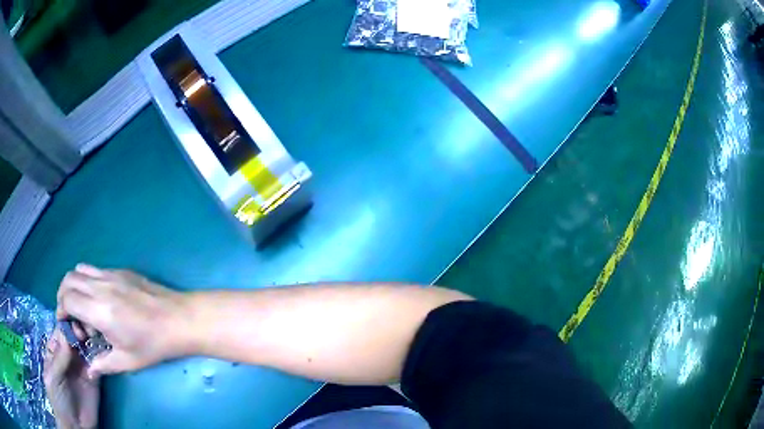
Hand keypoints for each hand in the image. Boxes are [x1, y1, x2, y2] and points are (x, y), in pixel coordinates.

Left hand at [44, 328, 98, 428]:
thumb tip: (66, 334)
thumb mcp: (53, 378)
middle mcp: (67, 355)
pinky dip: (100, 356)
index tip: (74, 324)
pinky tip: (103, 353)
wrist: (76, 426)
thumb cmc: (58, 399)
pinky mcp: (94, 378)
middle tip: (85, 332)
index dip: (66, 325)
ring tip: (95, 339)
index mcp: (54, 351)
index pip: (60, 331)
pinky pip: (97, 363)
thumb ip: (58, 358)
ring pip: (86, 346)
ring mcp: (81, 367)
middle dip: (79, 330)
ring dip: (90, 340)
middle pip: (73, 336)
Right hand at [56, 264, 189, 376]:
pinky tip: (101, 300)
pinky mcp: (121, 270)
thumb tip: (89, 370)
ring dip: (75, 285)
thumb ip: (103, 364)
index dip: (61, 310)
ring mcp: (111, 274)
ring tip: (84, 307)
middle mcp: (101, 286)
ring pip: (80, 269)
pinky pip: (96, 269)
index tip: (66, 324)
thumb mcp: (127, 361)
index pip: (67, 299)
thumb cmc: (154, 345)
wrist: (180, 319)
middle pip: (69, 279)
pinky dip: (89, 280)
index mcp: (99, 310)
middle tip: (71, 315)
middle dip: (63, 295)